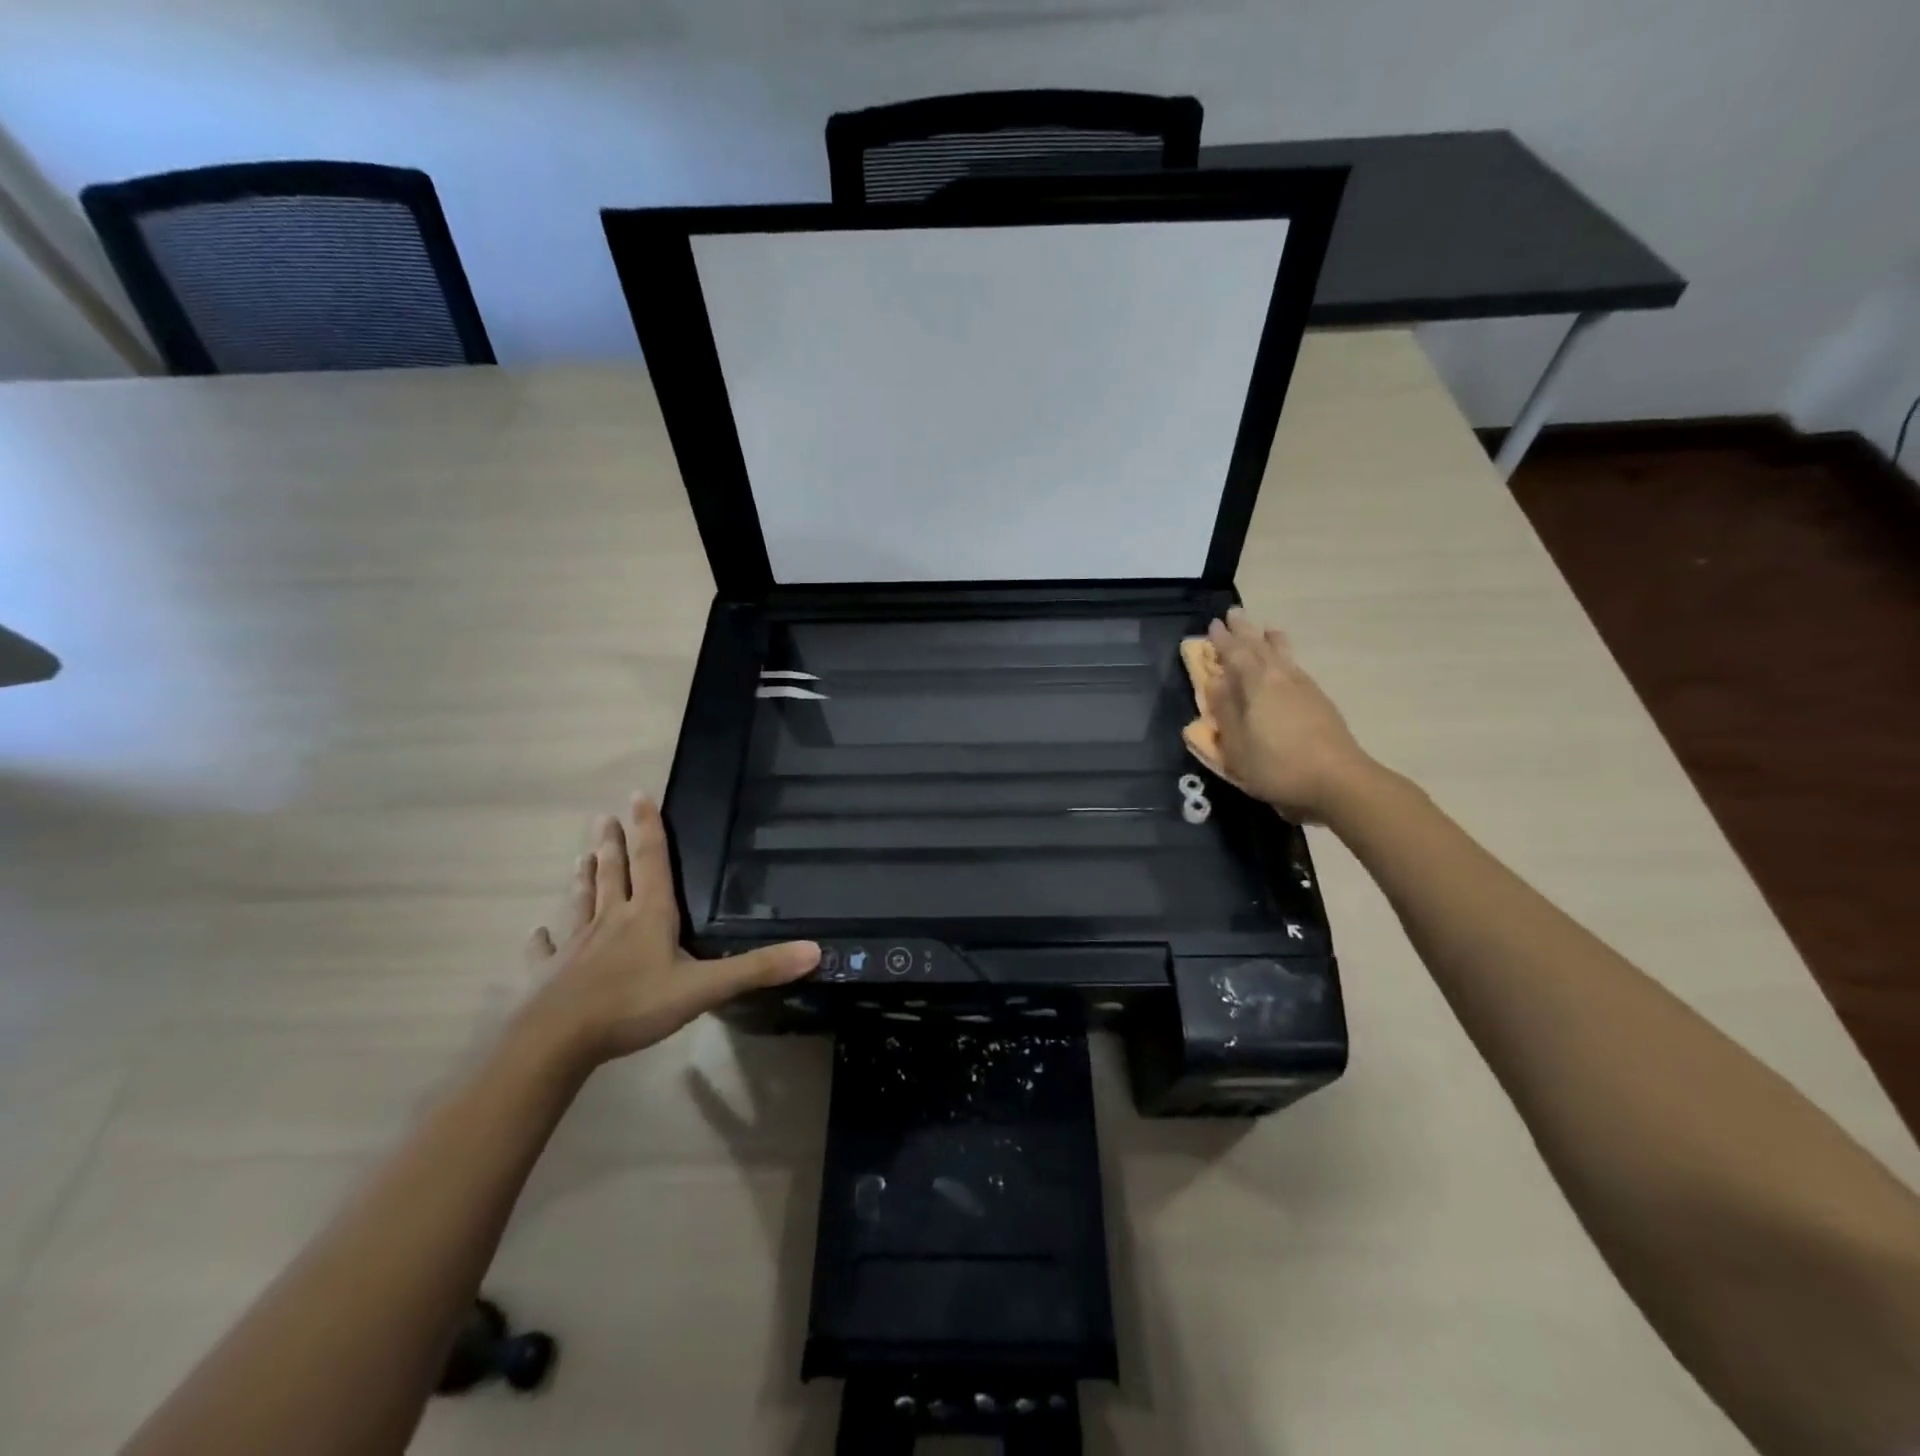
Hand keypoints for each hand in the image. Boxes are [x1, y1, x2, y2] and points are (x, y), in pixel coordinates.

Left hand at [517, 796, 817, 1070]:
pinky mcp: (549, 974)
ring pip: (581, 902)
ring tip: (581, 856)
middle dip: (612, 843)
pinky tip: (537, 933)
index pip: (651, 861)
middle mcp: (611, 920)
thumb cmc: (633, 1006)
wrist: (557, 1042)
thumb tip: (815, 950)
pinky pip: (546, 951)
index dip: (648, 828)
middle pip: (613, 873)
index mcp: (649, 915)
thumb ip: (757, 969)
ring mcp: (575, 946)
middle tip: (604, 816)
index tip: (638, 794)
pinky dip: (543, 941)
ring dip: (583, 878)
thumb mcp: (704, 989)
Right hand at [1204, 608, 1377, 822]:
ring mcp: (1305, 687)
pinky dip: (1285, 657)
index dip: (1223, 640)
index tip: (1213, 624)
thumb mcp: (1237, 745)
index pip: (1235, 654)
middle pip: (1260, 647)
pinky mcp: (1320, 701)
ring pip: (1283, 654)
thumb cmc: (1277, 765)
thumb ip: (1226, 711)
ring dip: (1270, 640)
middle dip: (1245, 631)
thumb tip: (1216, 682)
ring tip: (1267, 629)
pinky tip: (1287, 663)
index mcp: (1257, 684)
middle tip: (1234, 614)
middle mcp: (1281, 677)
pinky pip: (1295, 666)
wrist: (1338, 780)